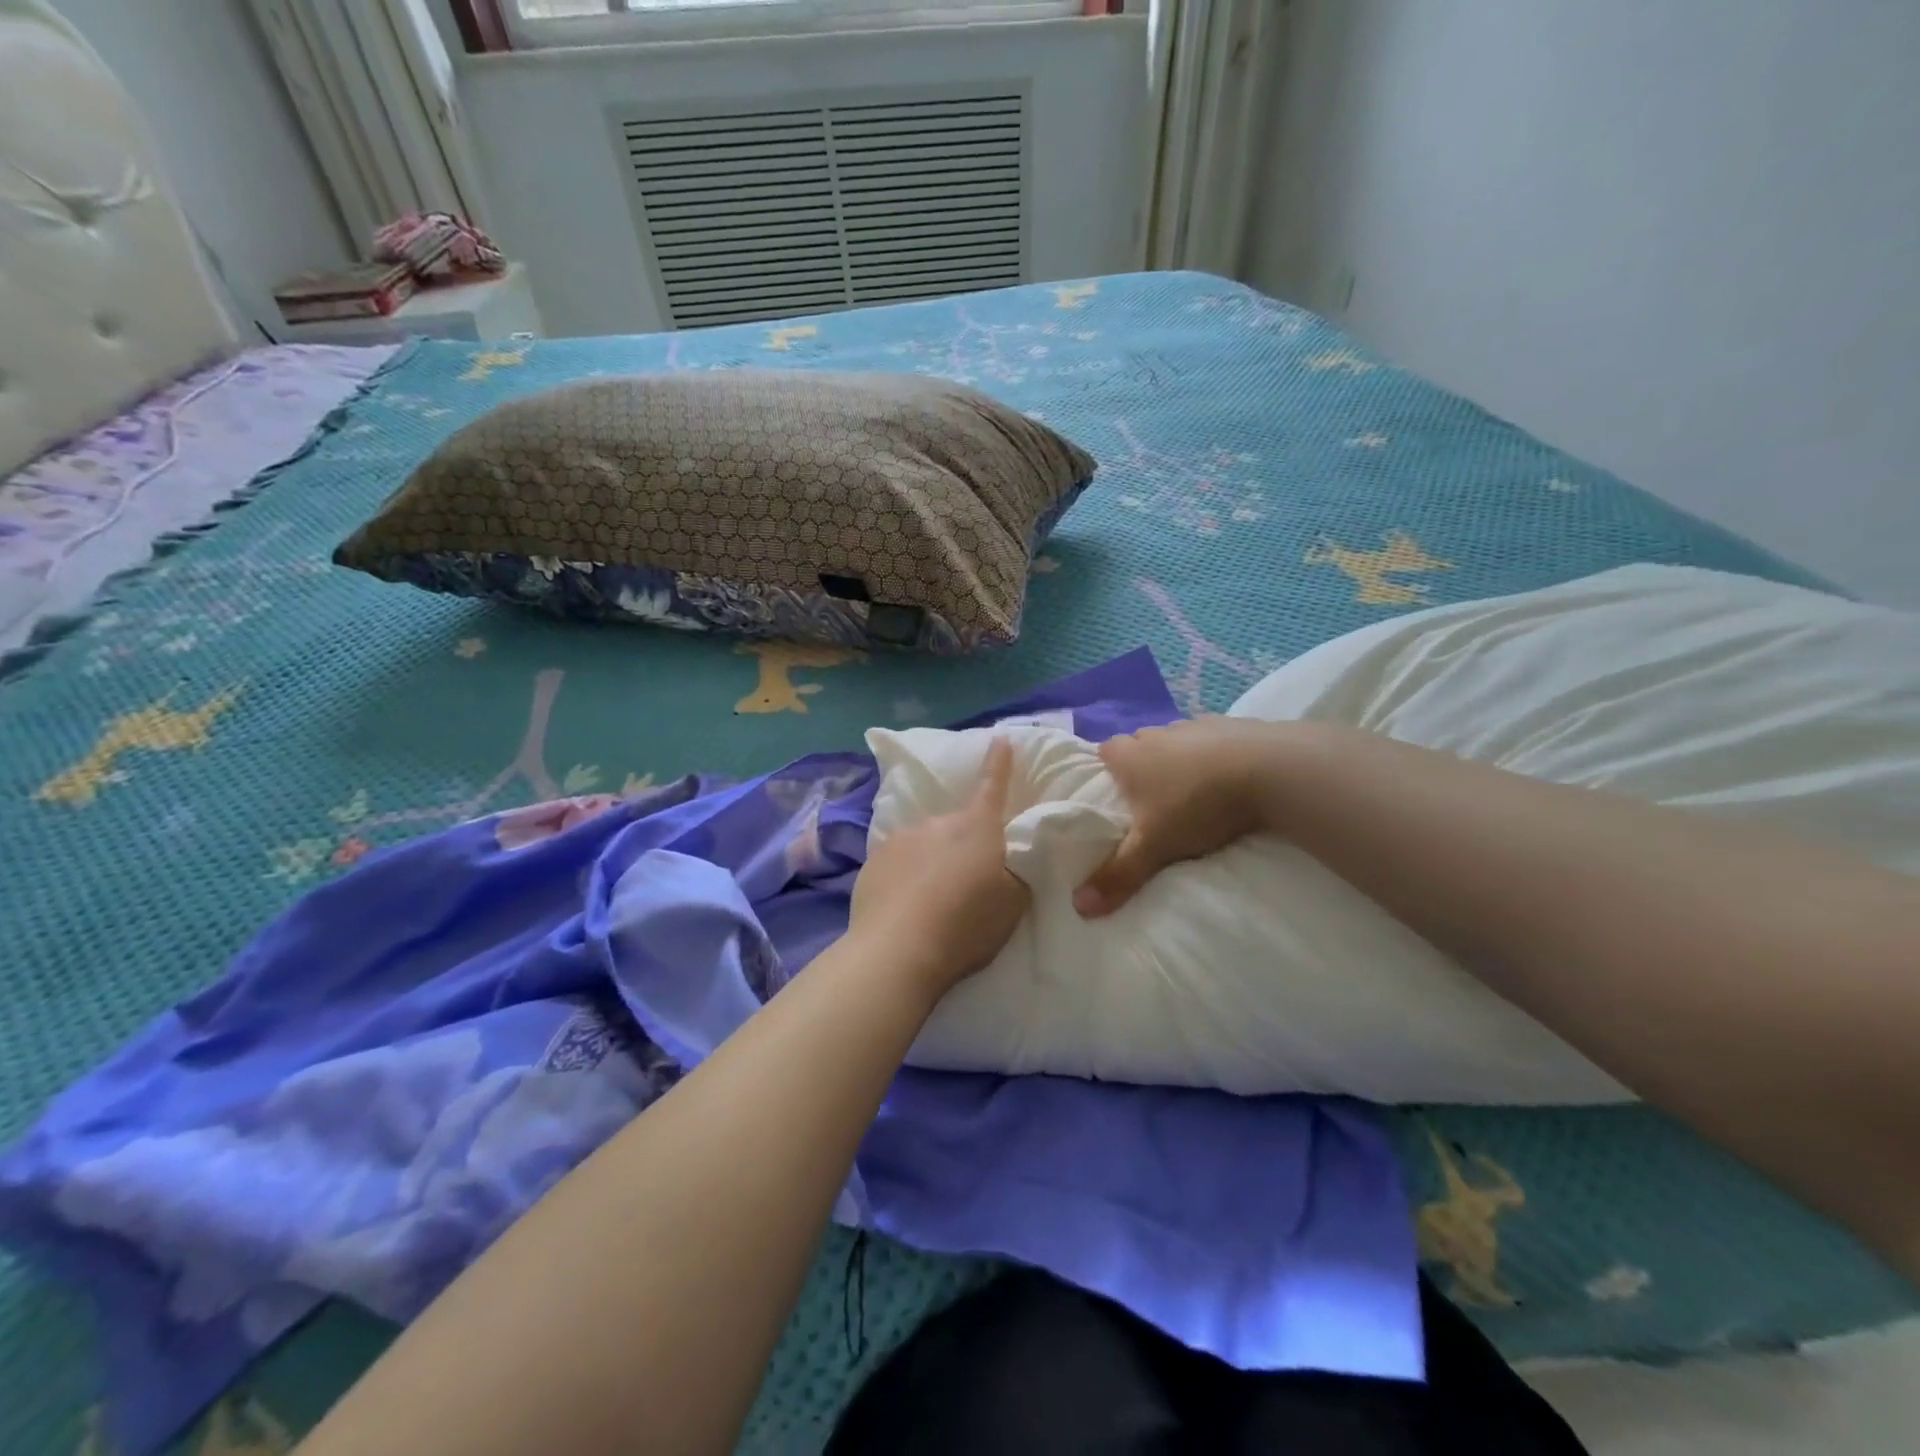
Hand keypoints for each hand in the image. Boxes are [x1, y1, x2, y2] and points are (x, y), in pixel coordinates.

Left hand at [850, 738, 1029, 997]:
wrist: (898, 950)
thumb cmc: (966, 925)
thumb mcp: (1013, 903)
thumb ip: (1016, 872)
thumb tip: (1010, 857)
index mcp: (977, 827)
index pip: (993, 785)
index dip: (999, 762)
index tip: (1000, 738)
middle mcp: (937, 822)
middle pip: (957, 827)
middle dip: (962, 845)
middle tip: (965, 884)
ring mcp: (901, 838)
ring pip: (925, 844)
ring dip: (931, 862)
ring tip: (932, 902)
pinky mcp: (873, 861)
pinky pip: (898, 863)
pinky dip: (905, 877)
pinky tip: (905, 907)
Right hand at [1074, 717, 1282, 916]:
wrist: (1270, 769)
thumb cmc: (1198, 805)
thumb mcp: (1154, 847)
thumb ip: (1118, 875)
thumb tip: (1079, 907)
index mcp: (1131, 755)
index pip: (1105, 751)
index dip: (1107, 770)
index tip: (1114, 794)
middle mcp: (1158, 733)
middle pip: (1140, 744)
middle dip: (1143, 766)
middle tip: (1152, 800)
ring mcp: (1196, 725)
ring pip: (1176, 741)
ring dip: (1180, 760)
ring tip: (1193, 792)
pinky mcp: (1233, 725)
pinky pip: (1214, 739)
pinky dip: (1215, 755)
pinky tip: (1229, 779)